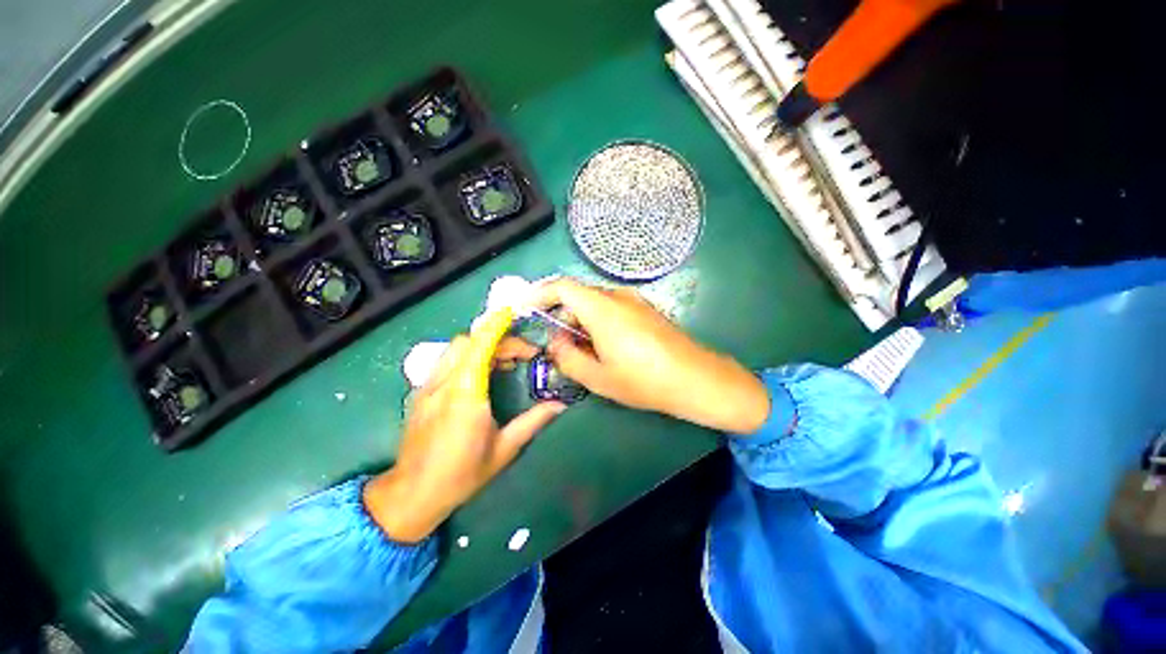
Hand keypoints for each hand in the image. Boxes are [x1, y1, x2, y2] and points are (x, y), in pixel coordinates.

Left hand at [364, 309, 566, 542]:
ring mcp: (428, 387)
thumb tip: (561, 405)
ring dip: (481, 346)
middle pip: (467, 341)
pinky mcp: (421, 392)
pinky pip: (446, 362)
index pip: (480, 347)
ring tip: (504, 364)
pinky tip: (480, 376)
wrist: (412, 495)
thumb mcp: (505, 449)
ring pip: (455, 348)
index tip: (512, 314)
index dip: (495, 326)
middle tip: (521, 356)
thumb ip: (533, 421)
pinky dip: (467, 357)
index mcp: (467, 396)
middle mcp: (444, 384)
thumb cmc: (462, 475)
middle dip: (497, 339)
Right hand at [530, 279, 769, 434]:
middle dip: (562, 317)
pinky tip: (605, 349)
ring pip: (596, 304)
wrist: (697, 379)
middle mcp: (618, 297)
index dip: (539, 293)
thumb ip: (568, 358)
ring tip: (582, 353)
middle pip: (579, 296)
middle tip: (556, 346)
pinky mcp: (646, 310)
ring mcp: (635, 302)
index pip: (562, 287)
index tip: (525, 307)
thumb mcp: (598, 377)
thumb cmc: (644, 380)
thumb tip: (555, 343)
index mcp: (602, 309)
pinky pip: (613, 309)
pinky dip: (598, 323)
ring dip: (581, 323)